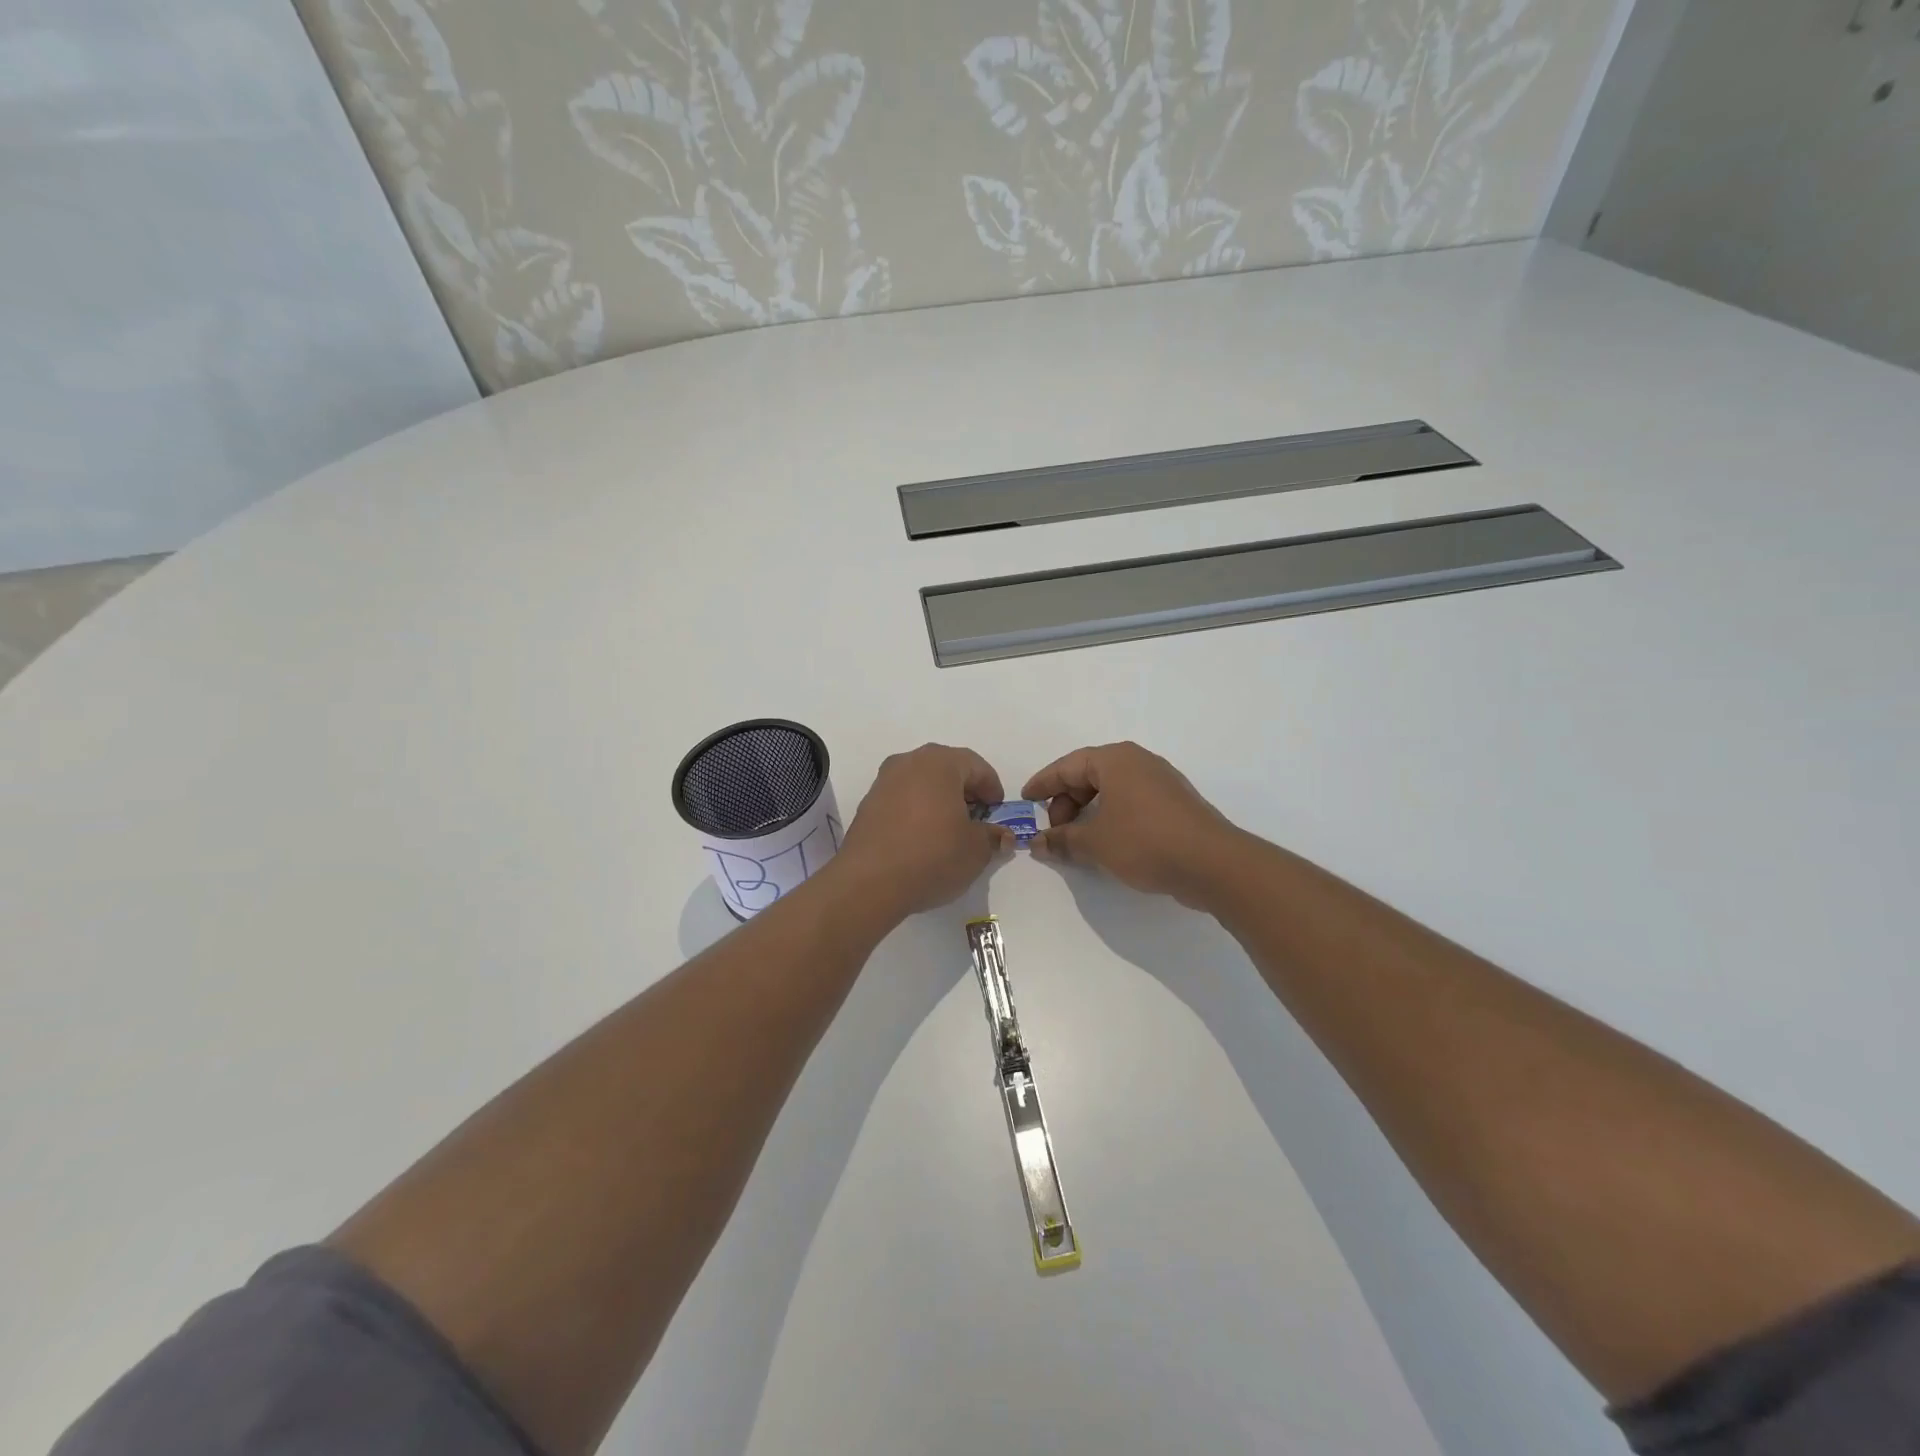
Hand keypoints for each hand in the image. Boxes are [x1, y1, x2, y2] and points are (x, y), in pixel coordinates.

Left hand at [834, 744, 1012, 917]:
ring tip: (950, 831)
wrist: (869, 882)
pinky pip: (902, 799)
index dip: (992, 789)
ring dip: (940, 800)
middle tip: (977, 820)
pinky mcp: (867, 805)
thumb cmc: (932, 856)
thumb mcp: (976, 850)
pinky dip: (917, 811)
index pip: (976, 766)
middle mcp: (909, 762)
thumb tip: (1000, 835)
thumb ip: (992, 836)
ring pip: (922, 783)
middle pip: (947, 769)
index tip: (998, 813)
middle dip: (965, 792)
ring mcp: (883, 782)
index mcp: (939, 763)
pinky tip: (923, 838)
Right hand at [1023, 742, 1240, 908]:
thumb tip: (1037, 842)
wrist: (1213, 863)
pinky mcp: (1176, 804)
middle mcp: (1139, 762)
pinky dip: (1112, 816)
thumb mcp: (1095, 843)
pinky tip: (1108, 842)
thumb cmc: (1145, 842)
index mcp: (1116, 760)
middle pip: (1090, 775)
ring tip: (1079, 839)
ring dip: (1089, 811)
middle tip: (1055, 829)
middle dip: (1067, 801)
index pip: (1068, 765)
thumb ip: (1062, 840)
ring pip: (1112, 789)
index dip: (1043, 783)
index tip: (1025, 800)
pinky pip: (1132, 802)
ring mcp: (1161, 781)